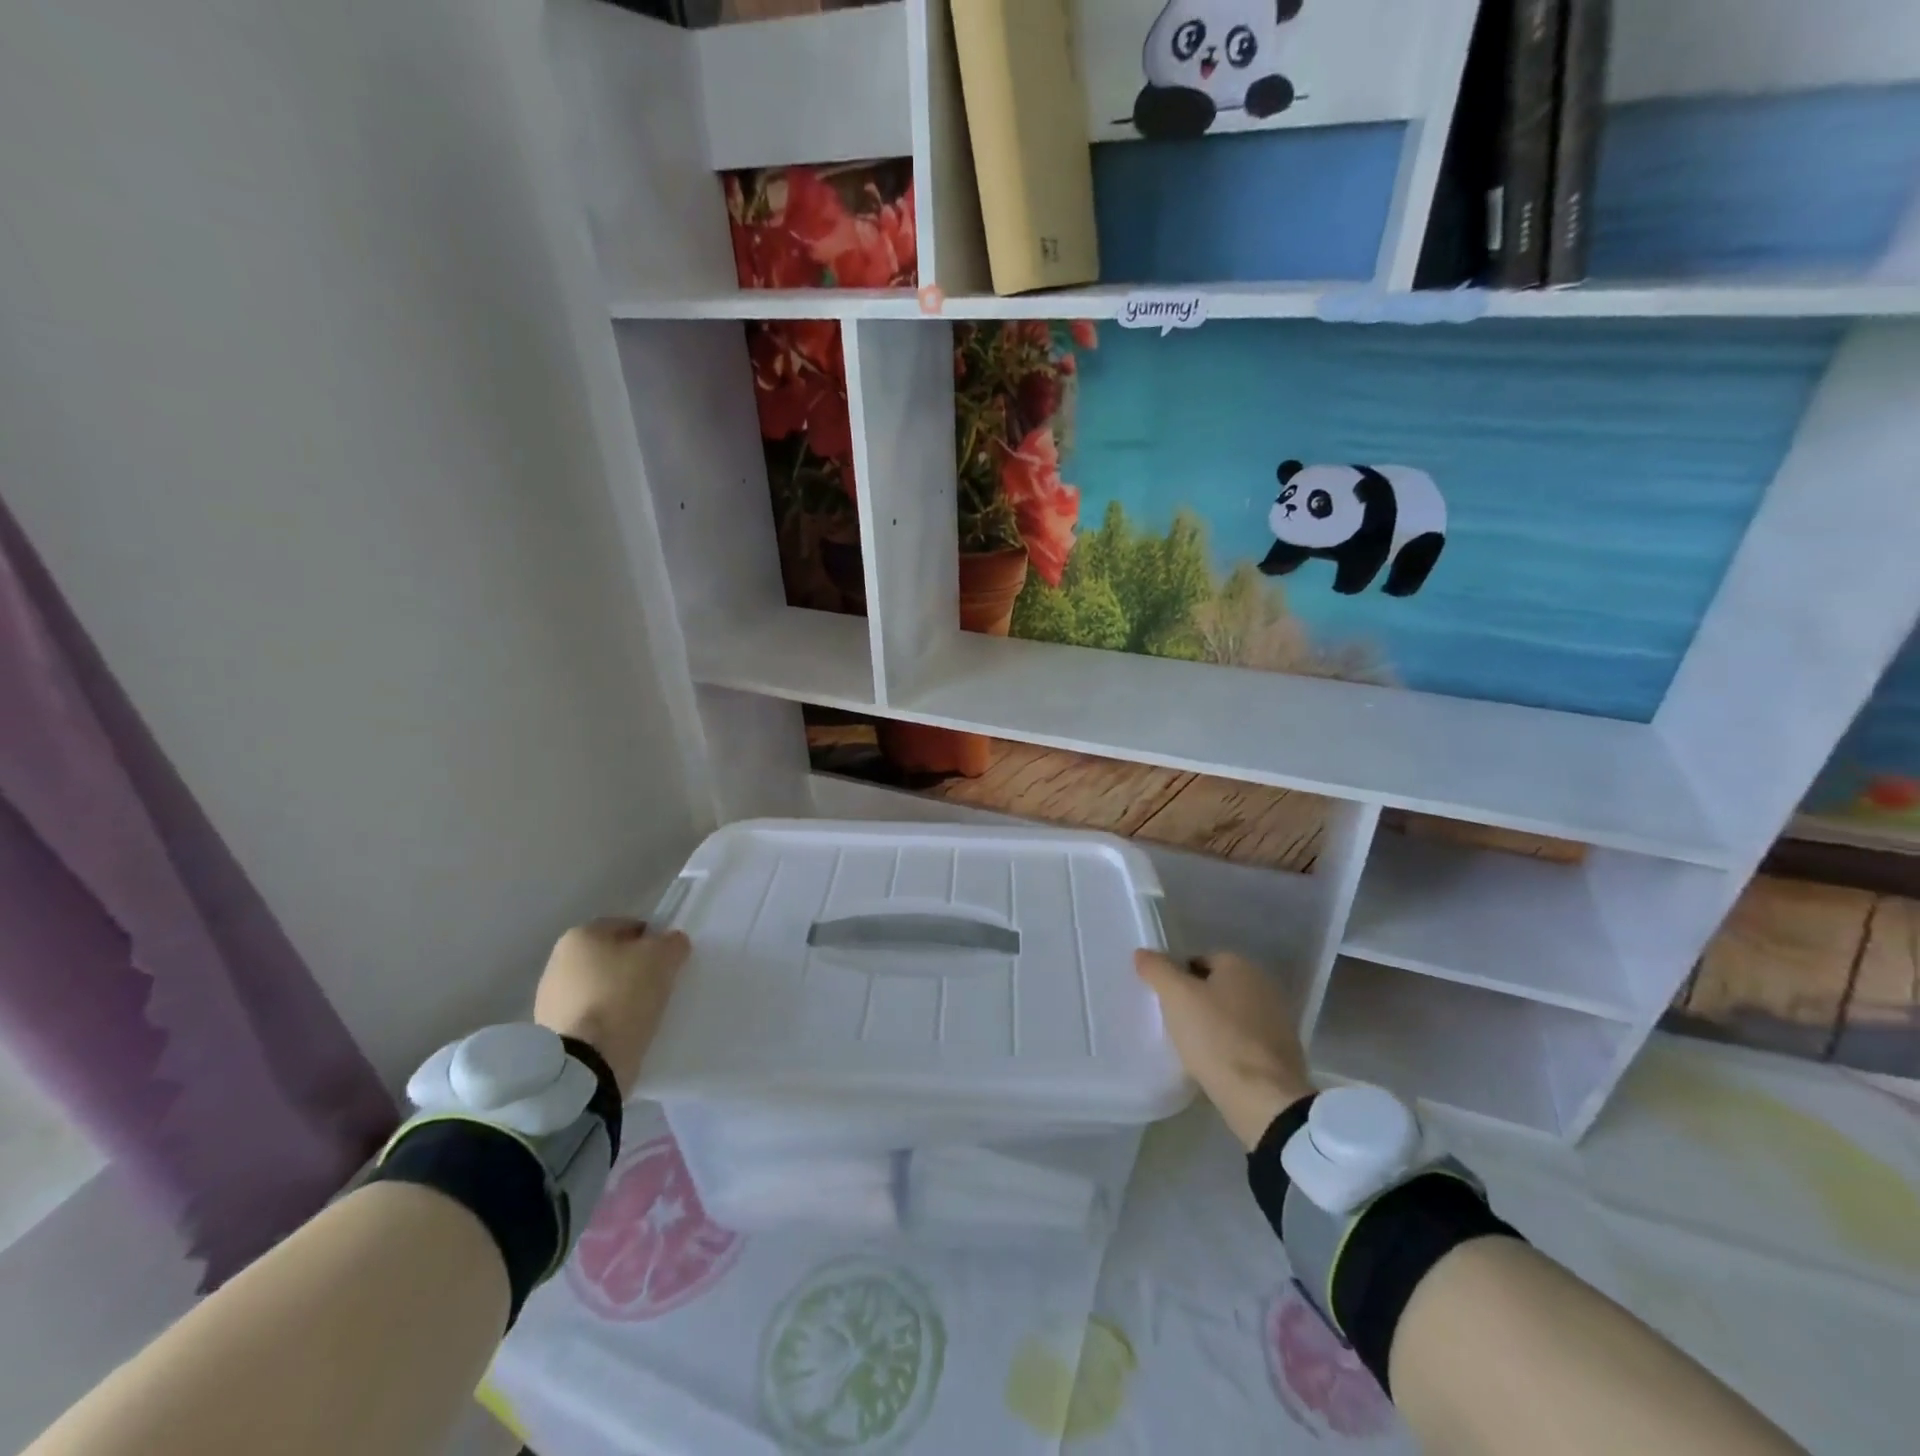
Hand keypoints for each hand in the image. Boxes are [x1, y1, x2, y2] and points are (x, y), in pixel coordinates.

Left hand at [533, 919, 689, 1098]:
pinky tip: (624, 1031)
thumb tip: (671, 943)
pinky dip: (607, 1020)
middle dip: (633, 967)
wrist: (586, 1063)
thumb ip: (672, 942)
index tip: (668, 960)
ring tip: (643, 1012)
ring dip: (619, 995)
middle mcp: (557, 961)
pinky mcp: (551, 1033)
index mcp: (580, 936)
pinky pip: (590, 1016)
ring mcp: (550, 1000)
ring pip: (599, 987)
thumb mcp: (663, 958)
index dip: (652, 939)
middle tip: (659, 984)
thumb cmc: (624, 995)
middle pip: (610, 957)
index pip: (627, 926)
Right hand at [1135, 949, 1313, 1150]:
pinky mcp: (1282, 1053)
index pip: (1197, 961)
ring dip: (1213, 1027)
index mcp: (1241, 965)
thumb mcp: (1176, 997)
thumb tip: (1143, 953)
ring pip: (1230, 1016)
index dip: (1177, 980)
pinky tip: (1216, 1066)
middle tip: (1175, 1025)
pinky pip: (1245, 1041)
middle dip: (1195, 1003)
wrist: (1264, 1099)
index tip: (1166, 1004)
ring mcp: (1277, 1020)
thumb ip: (1157, 969)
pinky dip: (1230, 1049)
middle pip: (1215, 987)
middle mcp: (1264, 985)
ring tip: (1192, 1049)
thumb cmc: (1216, 1038)